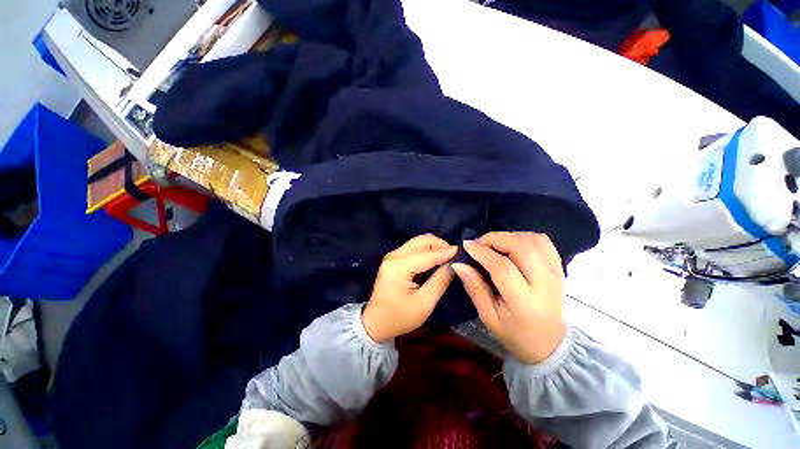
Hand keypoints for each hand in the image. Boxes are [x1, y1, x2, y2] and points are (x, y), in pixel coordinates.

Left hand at [363, 234, 457, 342]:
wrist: (375, 323)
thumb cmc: (399, 317)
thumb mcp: (423, 304)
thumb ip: (439, 282)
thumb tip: (454, 265)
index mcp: (398, 267)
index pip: (427, 255)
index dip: (445, 252)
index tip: (462, 251)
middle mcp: (394, 256)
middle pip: (421, 241)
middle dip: (439, 245)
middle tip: (454, 255)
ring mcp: (392, 256)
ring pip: (417, 242)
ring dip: (433, 246)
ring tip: (448, 256)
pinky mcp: (394, 259)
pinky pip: (413, 248)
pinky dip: (426, 250)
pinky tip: (436, 258)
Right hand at [452, 232, 565, 364]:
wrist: (548, 343)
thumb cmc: (514, 333)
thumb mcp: (488, 317)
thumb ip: (474, 288)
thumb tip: (459, 264)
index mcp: (525, 302)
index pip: (503, 267)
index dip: (482, 252)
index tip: (466, 246)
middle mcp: (545, 284)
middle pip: (521, 247)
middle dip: (495, 239)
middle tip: (479, 244)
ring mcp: (556, 273)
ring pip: (534, 240)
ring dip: (509, 236)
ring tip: (494, 244)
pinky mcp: (559, 268)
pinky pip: (543, 242)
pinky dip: (525, 237)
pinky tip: (512, 245)